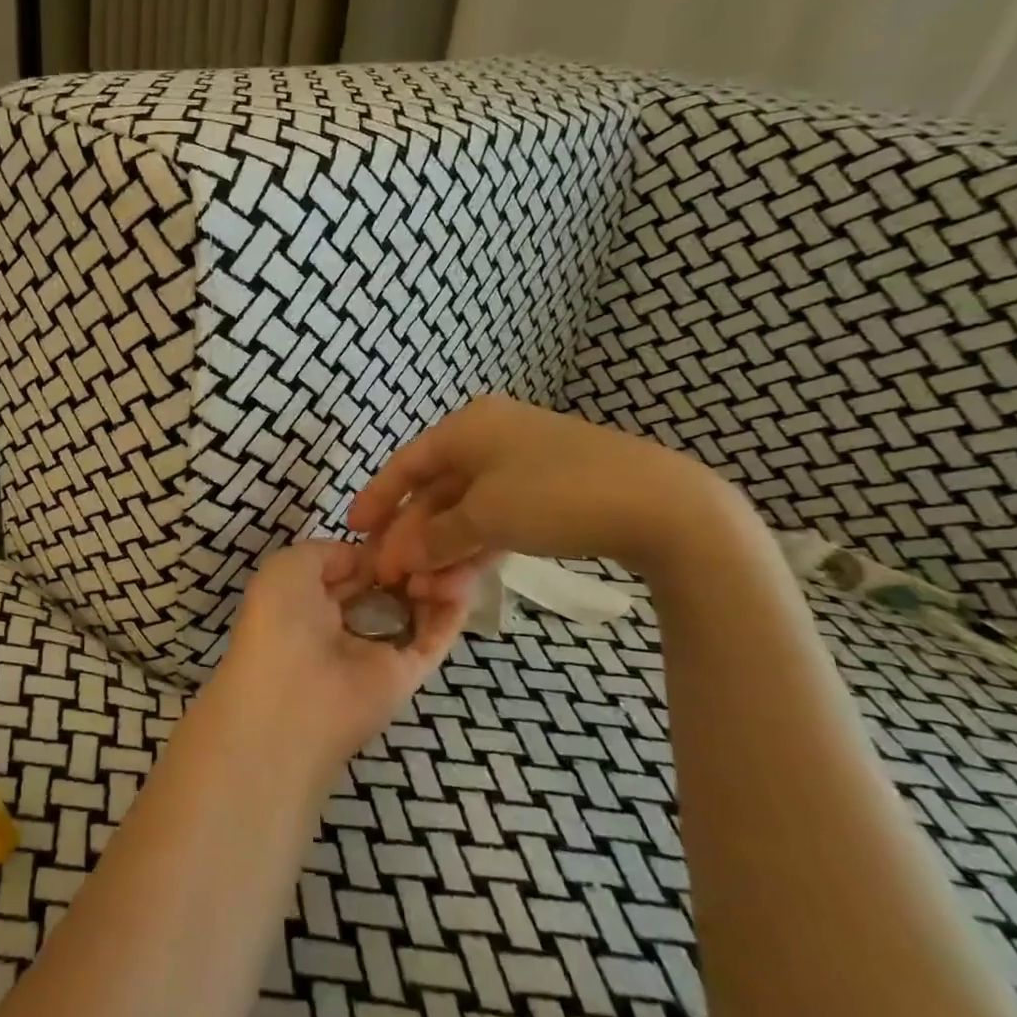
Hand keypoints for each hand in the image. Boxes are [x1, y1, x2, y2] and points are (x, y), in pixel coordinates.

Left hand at [210, 540, 487, 770]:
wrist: (290, 698)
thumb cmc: (280, 621)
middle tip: (437, 531)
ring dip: (434, 578)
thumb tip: (366, 557)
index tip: (406, 519)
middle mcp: (344, 622)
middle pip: (388, 584)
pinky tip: (460, 578)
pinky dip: (452, 608)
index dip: (378, 543)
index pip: (354, 566)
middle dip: (410, 558)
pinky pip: (435, 636)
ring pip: (416, 607)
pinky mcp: (407, 673)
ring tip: (448, 551)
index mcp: (310, 598)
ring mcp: (377, 648)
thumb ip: (328, 552)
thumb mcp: (288, 566)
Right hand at [349, 396, 747, 582]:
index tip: (354, 530)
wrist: (662, 506)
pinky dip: (474, 547)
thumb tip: (402, 557)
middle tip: (392, 575)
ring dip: (441, 549)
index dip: (378, 497)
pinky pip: (495, 519)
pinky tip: (458, 580)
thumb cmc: (556, 495)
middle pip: (435, 490)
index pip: (408, 462)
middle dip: (411, 535)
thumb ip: (435, 537)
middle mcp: (491, 439)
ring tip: (423, 590)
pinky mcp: (547, 495)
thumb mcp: (486, 516)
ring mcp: (521, 467)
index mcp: (469, 427)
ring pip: (465, 510)